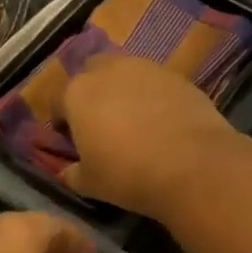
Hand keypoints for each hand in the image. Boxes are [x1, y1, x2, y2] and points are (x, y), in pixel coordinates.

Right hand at [57, 55, 240, 216]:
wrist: (193, 165)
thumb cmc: (127, 174)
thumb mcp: (90, 183)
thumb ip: (72, 174)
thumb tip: (68, 172)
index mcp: (77, 93)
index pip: (58, 101)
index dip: (62, 122)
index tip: (71, 141)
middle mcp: (108, 71)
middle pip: (91, 74)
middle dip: (92, 93)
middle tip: (101, 123)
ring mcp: (146, 68)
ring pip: (126, 73)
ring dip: (123, 90)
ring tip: (134, 121)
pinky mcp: (178, 76)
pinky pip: (155, 83)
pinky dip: (153, 96)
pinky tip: (162, 122)